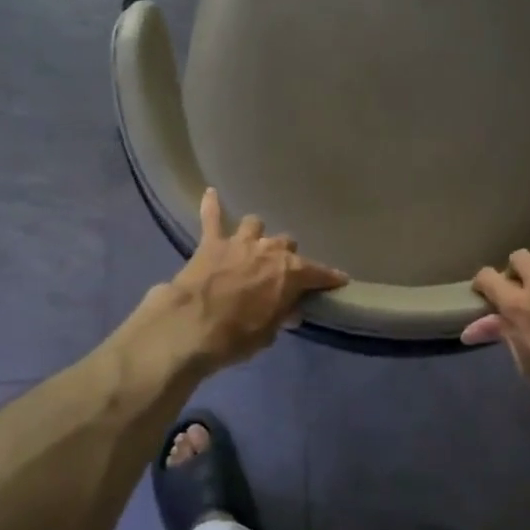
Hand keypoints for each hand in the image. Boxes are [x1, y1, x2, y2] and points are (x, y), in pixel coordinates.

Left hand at [167, 188, 347, 365]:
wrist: (190, 326)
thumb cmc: (236, 336)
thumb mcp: (267, 333)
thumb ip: (280, 315)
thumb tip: (289, 310)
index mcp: (290, 272)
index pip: (318, 273)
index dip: (330, 278)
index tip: (339, 280)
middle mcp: (270, 250)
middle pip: (286, 244)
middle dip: (286, 256)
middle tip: (280, 272)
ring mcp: (240, 242)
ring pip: (255, 225)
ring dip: (256, 235)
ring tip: (252, 245)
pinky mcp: (211, 242)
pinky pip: (212, 216)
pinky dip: (212, 205)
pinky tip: (210, 193)